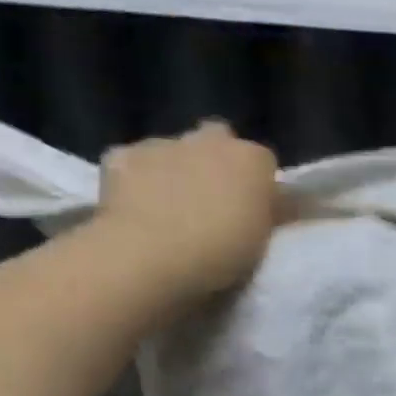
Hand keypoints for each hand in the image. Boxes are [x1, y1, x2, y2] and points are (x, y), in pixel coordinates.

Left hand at [94, 121, 278, 296]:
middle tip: (211, 201)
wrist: (151, 257)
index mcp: (252, 160)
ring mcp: (162, 143)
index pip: (263, 162)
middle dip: (215, 161)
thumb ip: (267, 213)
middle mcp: (209, 140)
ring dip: (174, 169)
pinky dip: (134, 178)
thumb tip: (274, 202)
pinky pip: (132, 163)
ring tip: (168, 210)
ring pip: (173, 149)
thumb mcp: (263, 240)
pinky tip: (134, 208)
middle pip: (217, 139)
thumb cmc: (221, 254)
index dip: (257, 184)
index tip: (252, 210)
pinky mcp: (121, 155)